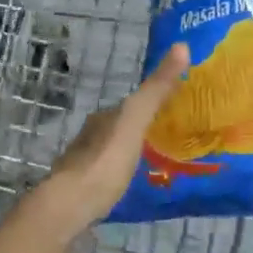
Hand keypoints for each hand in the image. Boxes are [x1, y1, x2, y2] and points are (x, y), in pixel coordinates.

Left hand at [32, 44, 189, 232]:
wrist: (69, 207)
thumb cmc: (105, 162)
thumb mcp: (135, 120)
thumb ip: (156, 89)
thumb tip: (182, 45)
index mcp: (104, 118)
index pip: (131, 104)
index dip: (153, 104)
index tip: (177, 109)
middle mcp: (91, 136)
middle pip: (121, 127)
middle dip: (143, 130)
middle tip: (172, 139)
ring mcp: (84, 165)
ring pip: (114, 152)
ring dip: (132, 153)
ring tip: (159, 163)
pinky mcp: (83, 192)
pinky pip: (109, 175)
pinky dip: (122, 174)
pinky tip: (134, 185)